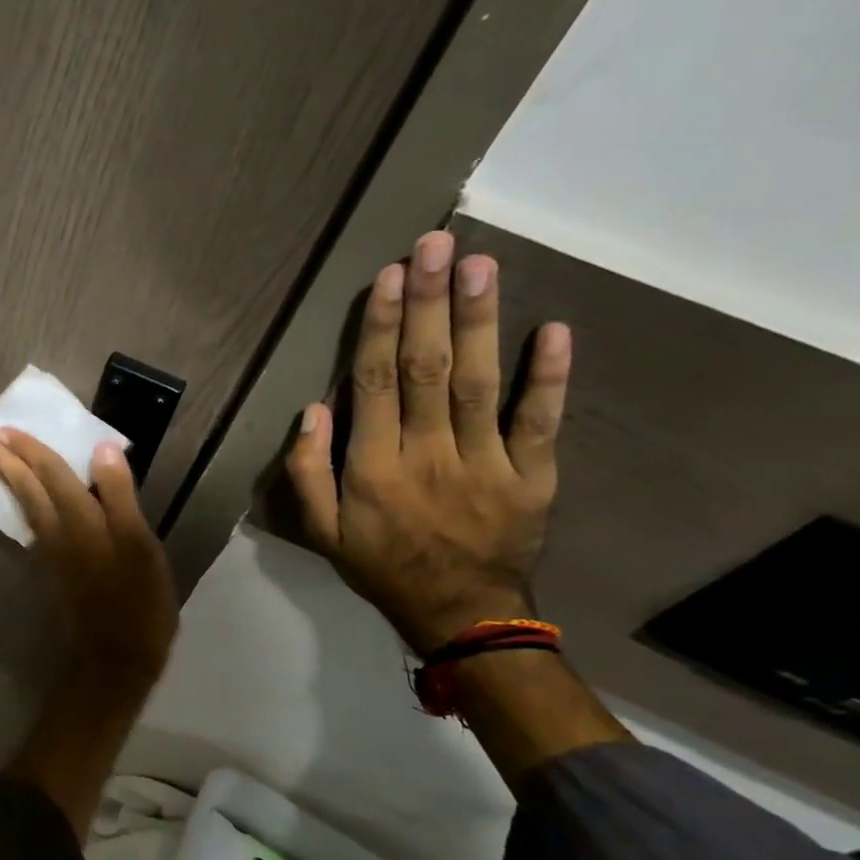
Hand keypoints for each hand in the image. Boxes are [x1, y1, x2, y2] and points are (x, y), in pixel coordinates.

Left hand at [0, 428, 178, 694]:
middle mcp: (58, 532)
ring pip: (24, 504)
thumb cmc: (139, 600)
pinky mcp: (53, 567)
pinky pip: (31, 522)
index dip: (29, 449)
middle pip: (26, 487)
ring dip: (7, 477)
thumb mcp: (140, 545)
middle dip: (2, 460)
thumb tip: (102, 450)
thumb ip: (119, 496)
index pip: (50, 473)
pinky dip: (22, 501)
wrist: (117, 656)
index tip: (3, 428)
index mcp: (81, 521)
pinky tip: (23, 498)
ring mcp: (52, 551)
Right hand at [285, 230, 572, 653]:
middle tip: (435, 244)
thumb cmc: (381, 565)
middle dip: (429, 304)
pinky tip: (553, 329)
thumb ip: (306, 471)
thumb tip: (312, 409)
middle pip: (427, 369)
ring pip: (481, 383)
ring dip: (480, 321)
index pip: (374, 384)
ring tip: (479, 265)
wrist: (460, 614)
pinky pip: (541, 421)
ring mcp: (486, 464)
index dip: (380, 327)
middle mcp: (428, 455)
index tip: (389, 277)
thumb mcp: (320, 531)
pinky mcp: (533, 476)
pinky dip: (550, 376)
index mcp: (373, 468)